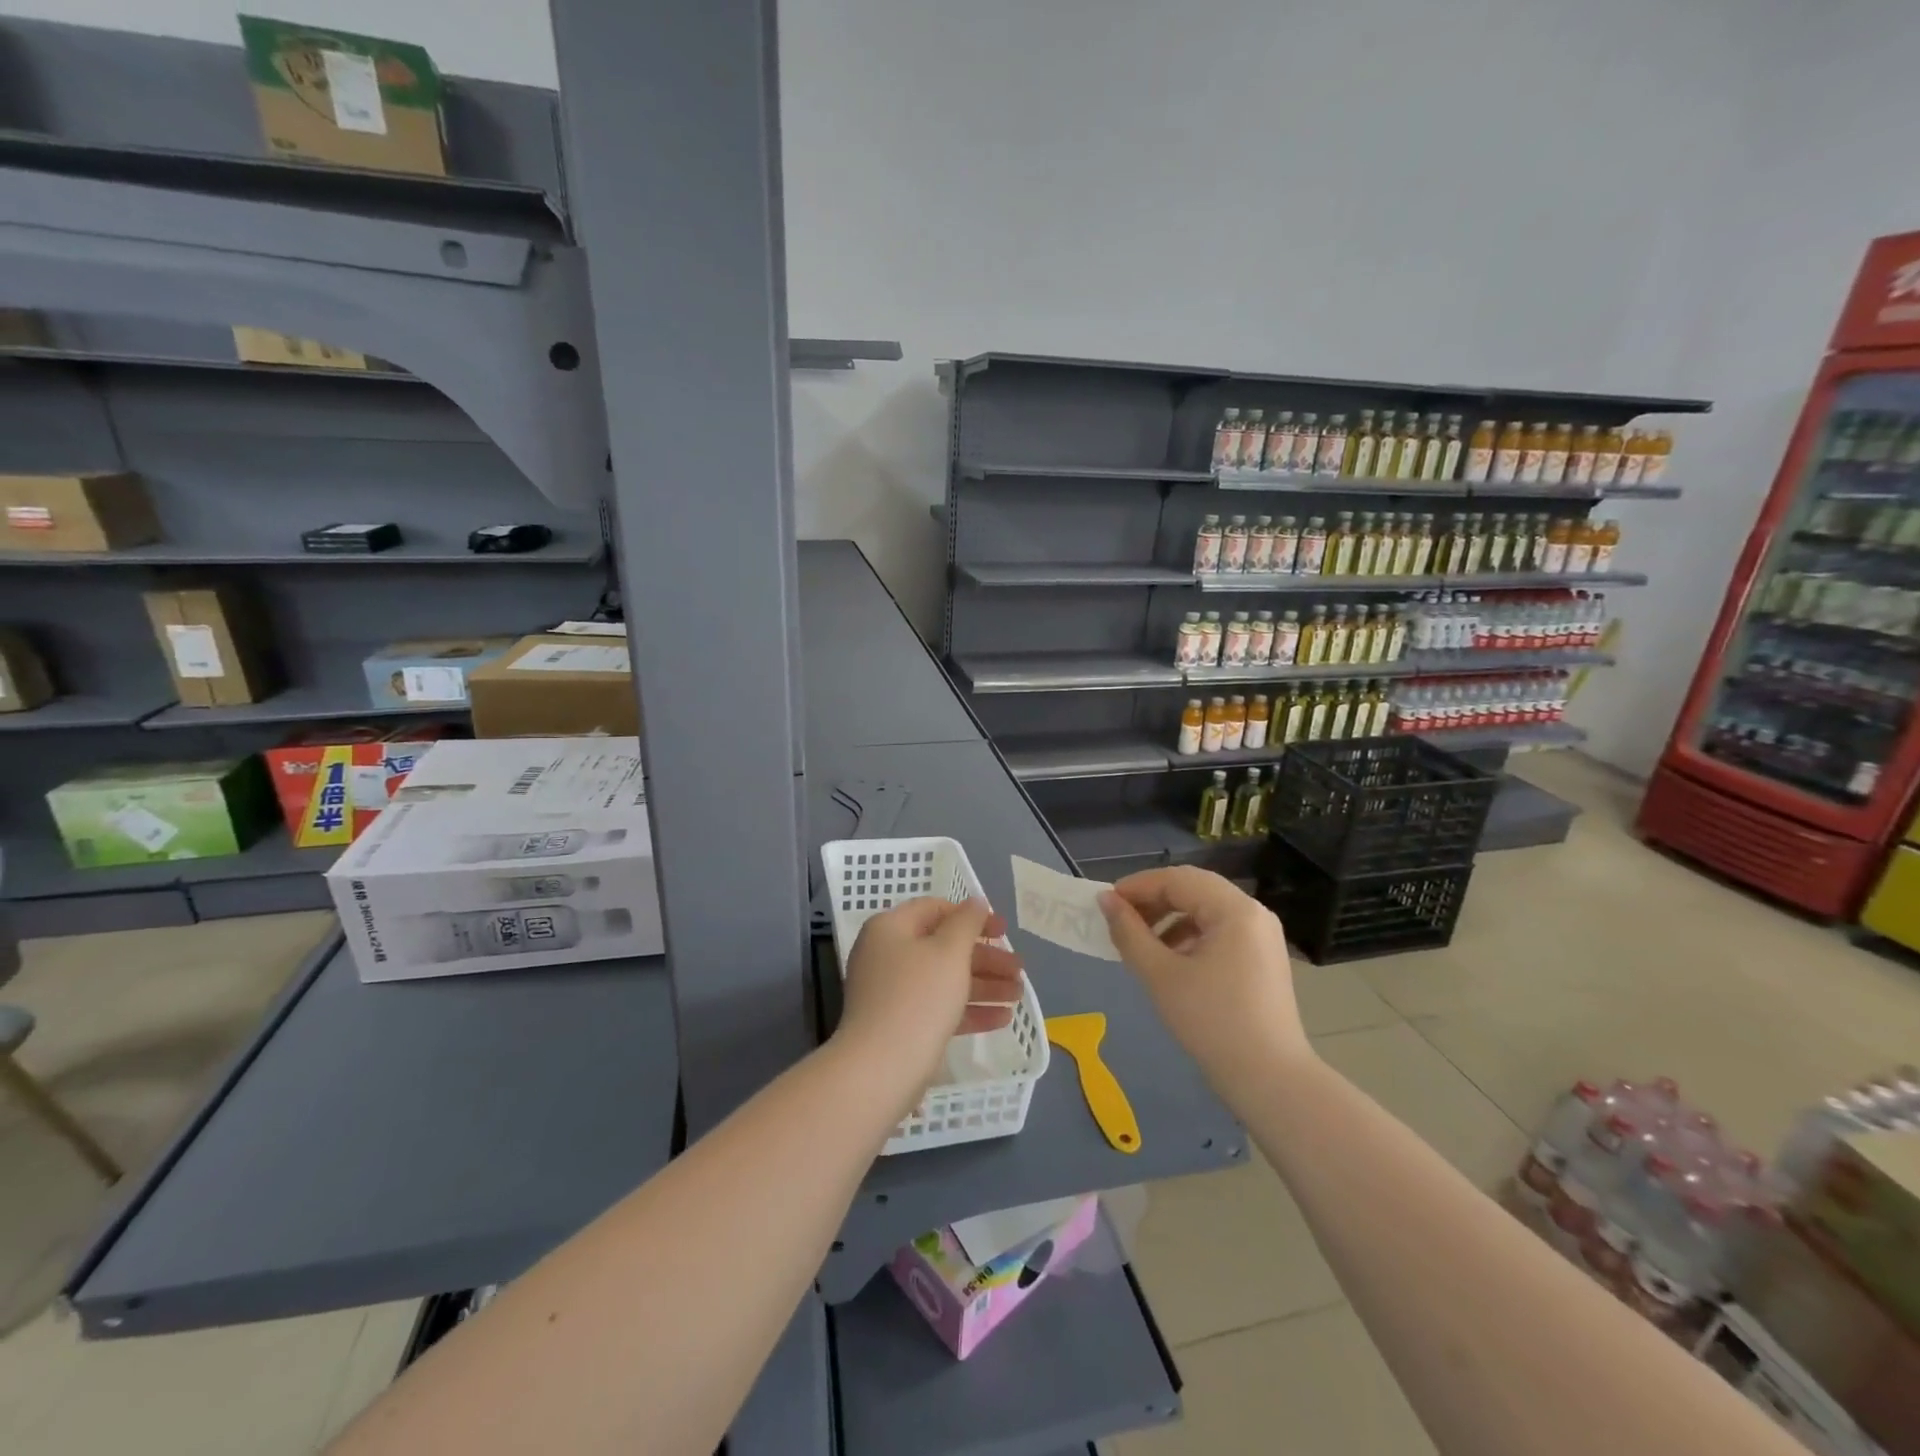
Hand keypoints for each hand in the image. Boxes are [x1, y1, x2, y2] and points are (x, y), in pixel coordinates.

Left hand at [838, 898, 1025, 1095]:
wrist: (881, 1069)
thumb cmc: (918, 997)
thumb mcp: (949, 951)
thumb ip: (967, 922)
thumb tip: (975, 902)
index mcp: (890, 928)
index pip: (935, 910)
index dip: (972, 916)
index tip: (1003, 931)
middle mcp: (886, 955)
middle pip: (943, 947)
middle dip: (985, 958)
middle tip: (1019, 969)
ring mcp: (891, 992)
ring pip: (944, 979)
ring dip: (984, 985)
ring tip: (1018, 995)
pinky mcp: (900, 1025)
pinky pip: (938, 1008)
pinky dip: (968, 1009)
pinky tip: (1002, 1019)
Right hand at [1098, 866, 1309, 1095]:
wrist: (1269, 1080)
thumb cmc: (1212, 1022)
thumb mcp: (1160, 975)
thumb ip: (1129, 932)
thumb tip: (1105, 900)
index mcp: (1234, 909)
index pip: (1177, 879)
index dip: (1137, 886)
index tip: (1105, 904)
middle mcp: (1253, 912)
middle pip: (1194, 889)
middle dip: (1153, 900)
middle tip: (1119, 919)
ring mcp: (1261, 935)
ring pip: (1206, 909)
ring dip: (1169, 917)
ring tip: (1140, 941)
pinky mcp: (1261, 957)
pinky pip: (1219, 930)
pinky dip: (1189, 935)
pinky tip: (1169, 959)